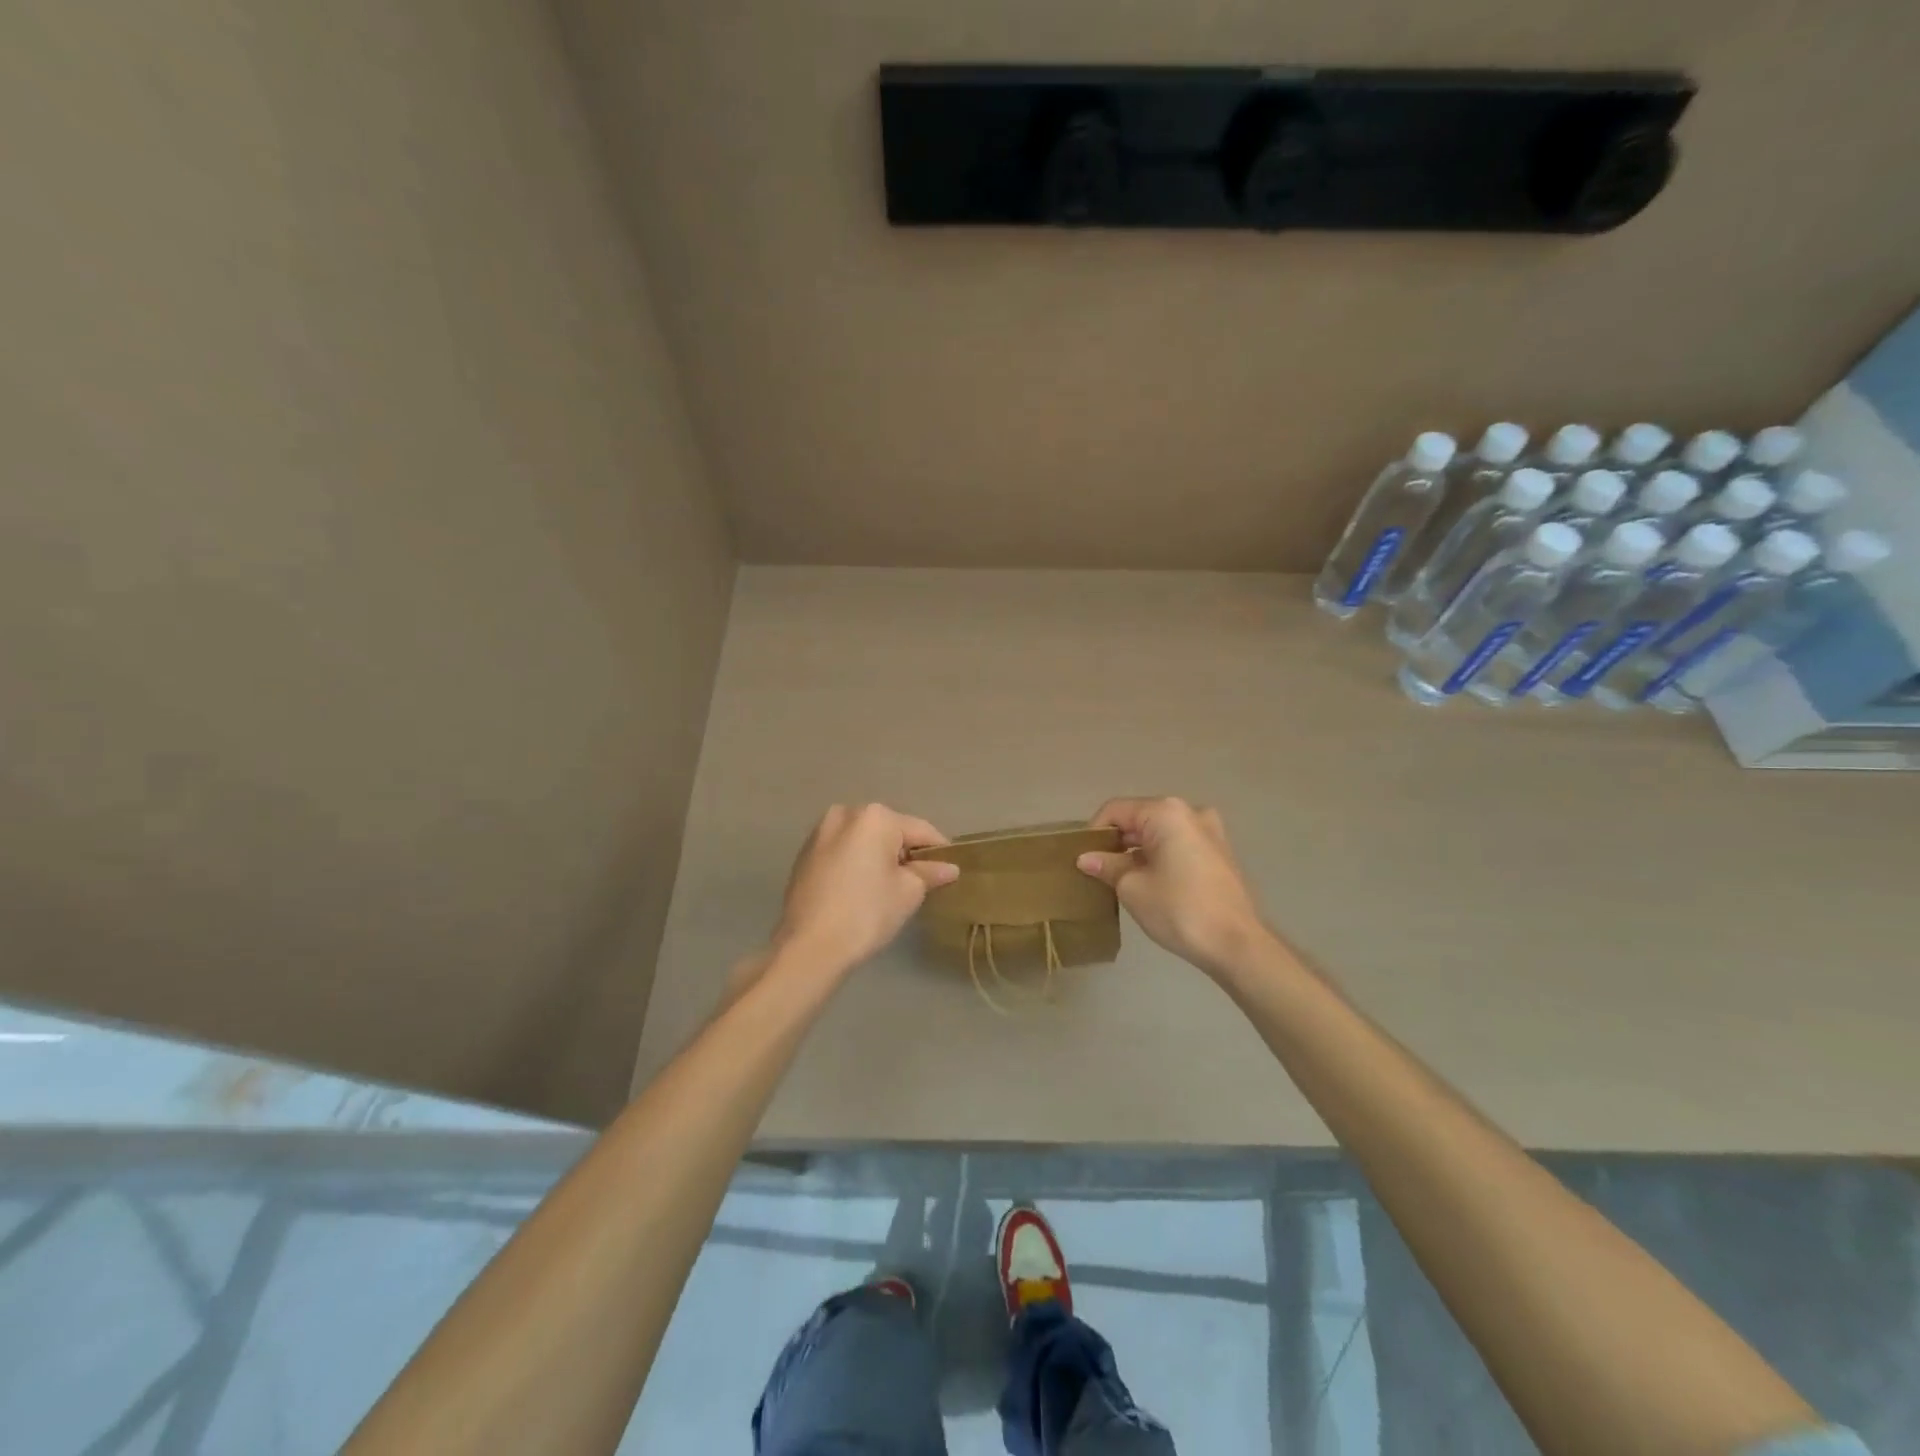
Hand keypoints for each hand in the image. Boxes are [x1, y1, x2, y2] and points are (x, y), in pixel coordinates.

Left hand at [771, 804, 956, 974]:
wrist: (808, 946)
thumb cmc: (866, 913)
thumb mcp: (908, 892)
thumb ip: (930, 873)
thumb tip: (949, 868)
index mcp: (875, 817)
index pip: (920, 830)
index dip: (939, 851)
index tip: (951, 871)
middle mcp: (845, 813)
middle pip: (890, 831)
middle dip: (906, 853)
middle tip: (920, 884)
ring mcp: (820, 832)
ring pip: (864, 840)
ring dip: (879, 858)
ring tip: (889, 889)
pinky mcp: (805, 854)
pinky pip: (843, 851)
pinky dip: (856, 864)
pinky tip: (861, 890)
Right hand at [1077, 797, 1269, 975]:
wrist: (1237, 944)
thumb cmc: (1179, 909)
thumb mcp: (1132, 888)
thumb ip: (1107, 866)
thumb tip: (1086, 858)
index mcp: (1166, 812)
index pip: (1115, 810)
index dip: (1094, 832)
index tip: (1083, 859)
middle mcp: (1189, 812)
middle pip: (1139, 818)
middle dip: (1116, 842)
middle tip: (1097, 870)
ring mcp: (1209, 831)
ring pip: (1159, 832)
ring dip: (1137, 851)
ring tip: (1120, 879)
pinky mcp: (1219, 852)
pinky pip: (1178, 844)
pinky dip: (1159, 856)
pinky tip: (1149, 882)